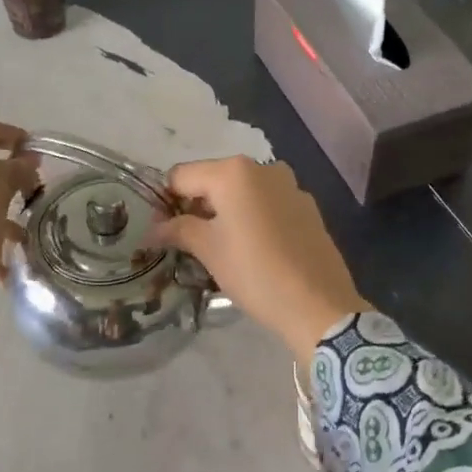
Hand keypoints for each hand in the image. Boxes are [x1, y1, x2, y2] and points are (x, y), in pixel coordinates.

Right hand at [152, 156, 368, 361]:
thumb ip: (179, 230)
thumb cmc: (255, 272)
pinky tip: (254, 248)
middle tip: (187, 242)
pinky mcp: (307, 206)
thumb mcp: (209, 250)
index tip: (161, 232)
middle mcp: (263, 168)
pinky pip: (267, 203)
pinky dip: (253, 217)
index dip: (165, 202)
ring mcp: (289, 185)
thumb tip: (153, 228)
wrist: (318, 304)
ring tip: (220, 248)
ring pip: (242, 191)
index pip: (181, 176)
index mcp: (233, 172)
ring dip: (225, 212)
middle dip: (196, 206)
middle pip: (213, 179)